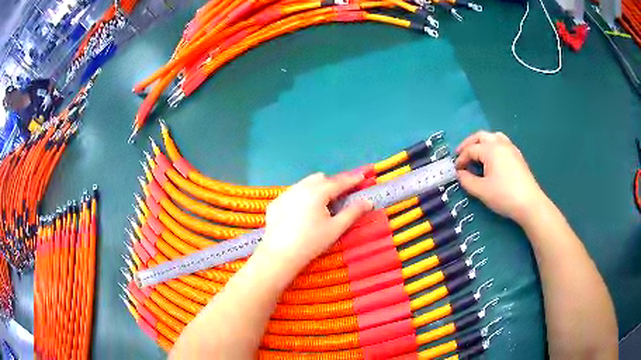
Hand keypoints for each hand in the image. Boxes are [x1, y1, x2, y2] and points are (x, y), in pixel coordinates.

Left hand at [258, 173, 372, 270]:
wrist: (280, 255)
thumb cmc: (312, 242)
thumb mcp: (336, 228)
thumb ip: (353, 212)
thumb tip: (368, 201)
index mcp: (317, 192)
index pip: (338, 182)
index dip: (351, 179)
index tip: (361, 177)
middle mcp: (300, 187)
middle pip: (320, 179)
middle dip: (332, 183)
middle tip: (340, 197)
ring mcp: (285, 194)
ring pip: (304, 184)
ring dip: (316, 188)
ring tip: (320, 205)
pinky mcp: (275, 203)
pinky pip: (292, 193)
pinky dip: (301, 197)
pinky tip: (301, 213)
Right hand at [455, 131, 546, 222]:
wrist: (529, 203)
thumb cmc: (504, 195)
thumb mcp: (481, 190)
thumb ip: (466, 180)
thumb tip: (459, 173)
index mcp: (490, 149)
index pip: (470, 150)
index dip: (461, 159)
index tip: (455, 171)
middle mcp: (500, 143)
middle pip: (481, 136)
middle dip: (469, 144)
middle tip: (461, 155)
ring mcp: (511, 148)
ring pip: (493, 137)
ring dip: (482, 142)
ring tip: (477, 153)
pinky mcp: (517, 155)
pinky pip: (502, 143)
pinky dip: (493, 146)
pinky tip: (493, 159)